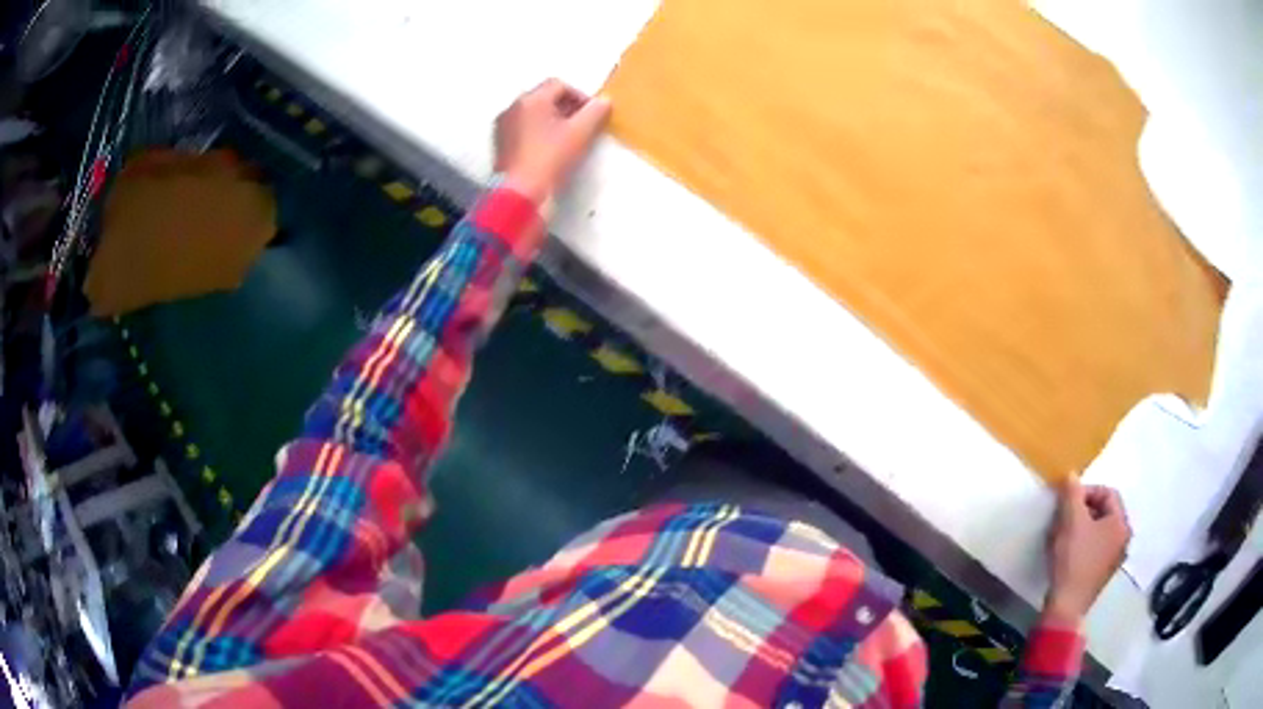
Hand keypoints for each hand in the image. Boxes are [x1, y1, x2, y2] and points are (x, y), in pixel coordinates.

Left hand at [494, 78, 611, 205]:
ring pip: (532, 113)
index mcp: (531, 99)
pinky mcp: (499, 143)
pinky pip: (522, 128)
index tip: (592, 115)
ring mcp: (502, 125)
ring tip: (566, 139)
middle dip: (566, 108)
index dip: (580, 97)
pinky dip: (536, 132)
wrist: (519, 194)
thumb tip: (604, 101)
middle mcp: (513, 107)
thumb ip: (596, 112)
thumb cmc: (550, 159)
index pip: (560, 85)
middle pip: (544, 97)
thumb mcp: (580, 134)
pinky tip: (547, 150)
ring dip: (551, 120)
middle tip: (582, 126)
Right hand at [1043, 477, 1131, 623]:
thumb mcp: (1070, 521)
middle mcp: (1123, 538)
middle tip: (1062, 517)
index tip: (1066, 502)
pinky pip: (1095, 547)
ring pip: (1098, 530)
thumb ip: (1071, 494)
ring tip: (1061, 535)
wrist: (1066, 607)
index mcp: (1121, 523)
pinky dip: (1081, 543)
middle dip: (1081, 510)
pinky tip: (1066, 552)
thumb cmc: (1073, 560)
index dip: (1085, 492)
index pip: (1107, 493)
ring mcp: (1114, 558)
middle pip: (1103, 511)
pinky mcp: (1102, 573)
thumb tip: (1071, 476)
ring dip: (1080, 527)